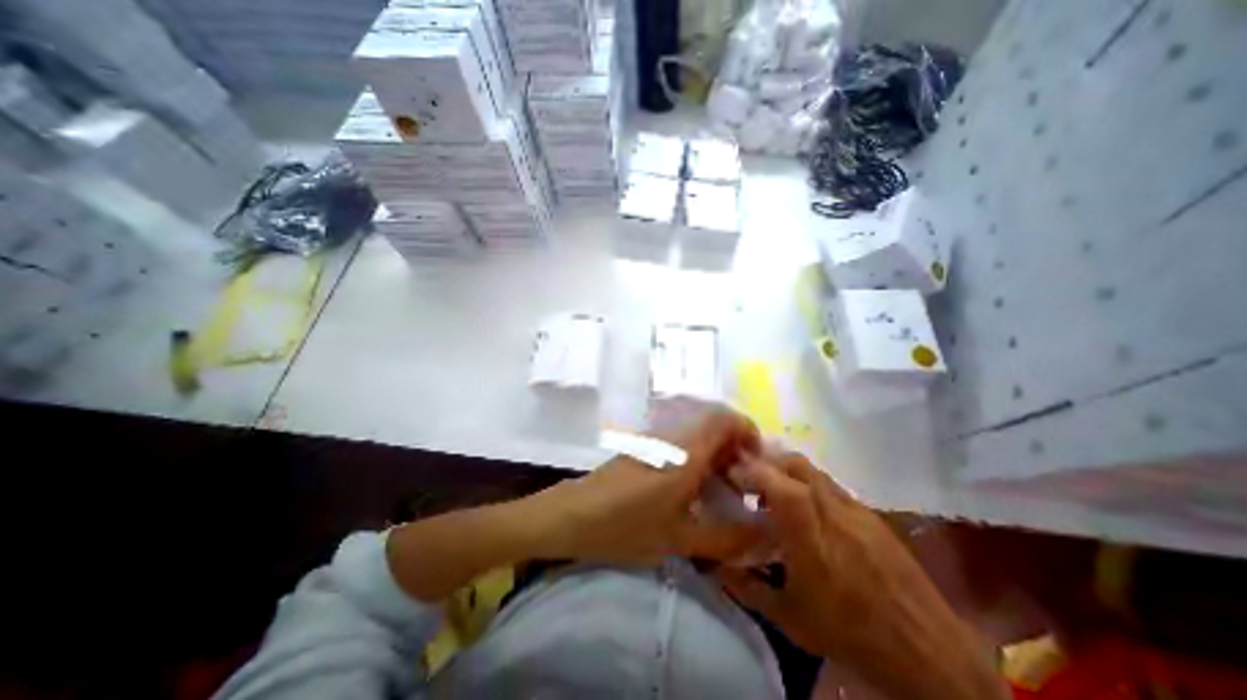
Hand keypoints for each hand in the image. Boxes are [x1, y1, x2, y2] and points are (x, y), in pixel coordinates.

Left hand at [535, 407, 771, 565]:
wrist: (573, 515)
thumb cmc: (626, 525)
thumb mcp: (680, 539)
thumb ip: (727, 539)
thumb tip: (765, 537)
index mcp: (687, 452)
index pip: (726, 418)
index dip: (749, 432)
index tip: (760, 464)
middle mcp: (674, 438)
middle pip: (715, 427)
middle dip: (737, 452)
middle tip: (746, 488)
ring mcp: (658, 443)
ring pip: (699, 438)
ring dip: (718, 459)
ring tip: (725, 495)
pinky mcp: (646, 451)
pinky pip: (682, 447)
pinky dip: (699, 463)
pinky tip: (695, 494)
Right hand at [716, 452, 1005, 695]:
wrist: (929, 655)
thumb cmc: (850, 635)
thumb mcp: (789, 617)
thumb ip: (746, 587)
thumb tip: (716, 567)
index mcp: (810, 535)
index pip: (778, 485)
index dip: (752, 471)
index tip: (731, 470)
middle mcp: (833, 511)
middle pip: (796, 464)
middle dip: (767, 461)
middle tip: (750, 474)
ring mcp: (856, 510)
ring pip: (814, 471)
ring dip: (788, 471)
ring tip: (775, 491)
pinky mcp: (871, 516)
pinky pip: (832, 486)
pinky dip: (810, 486)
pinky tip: (808, 510)